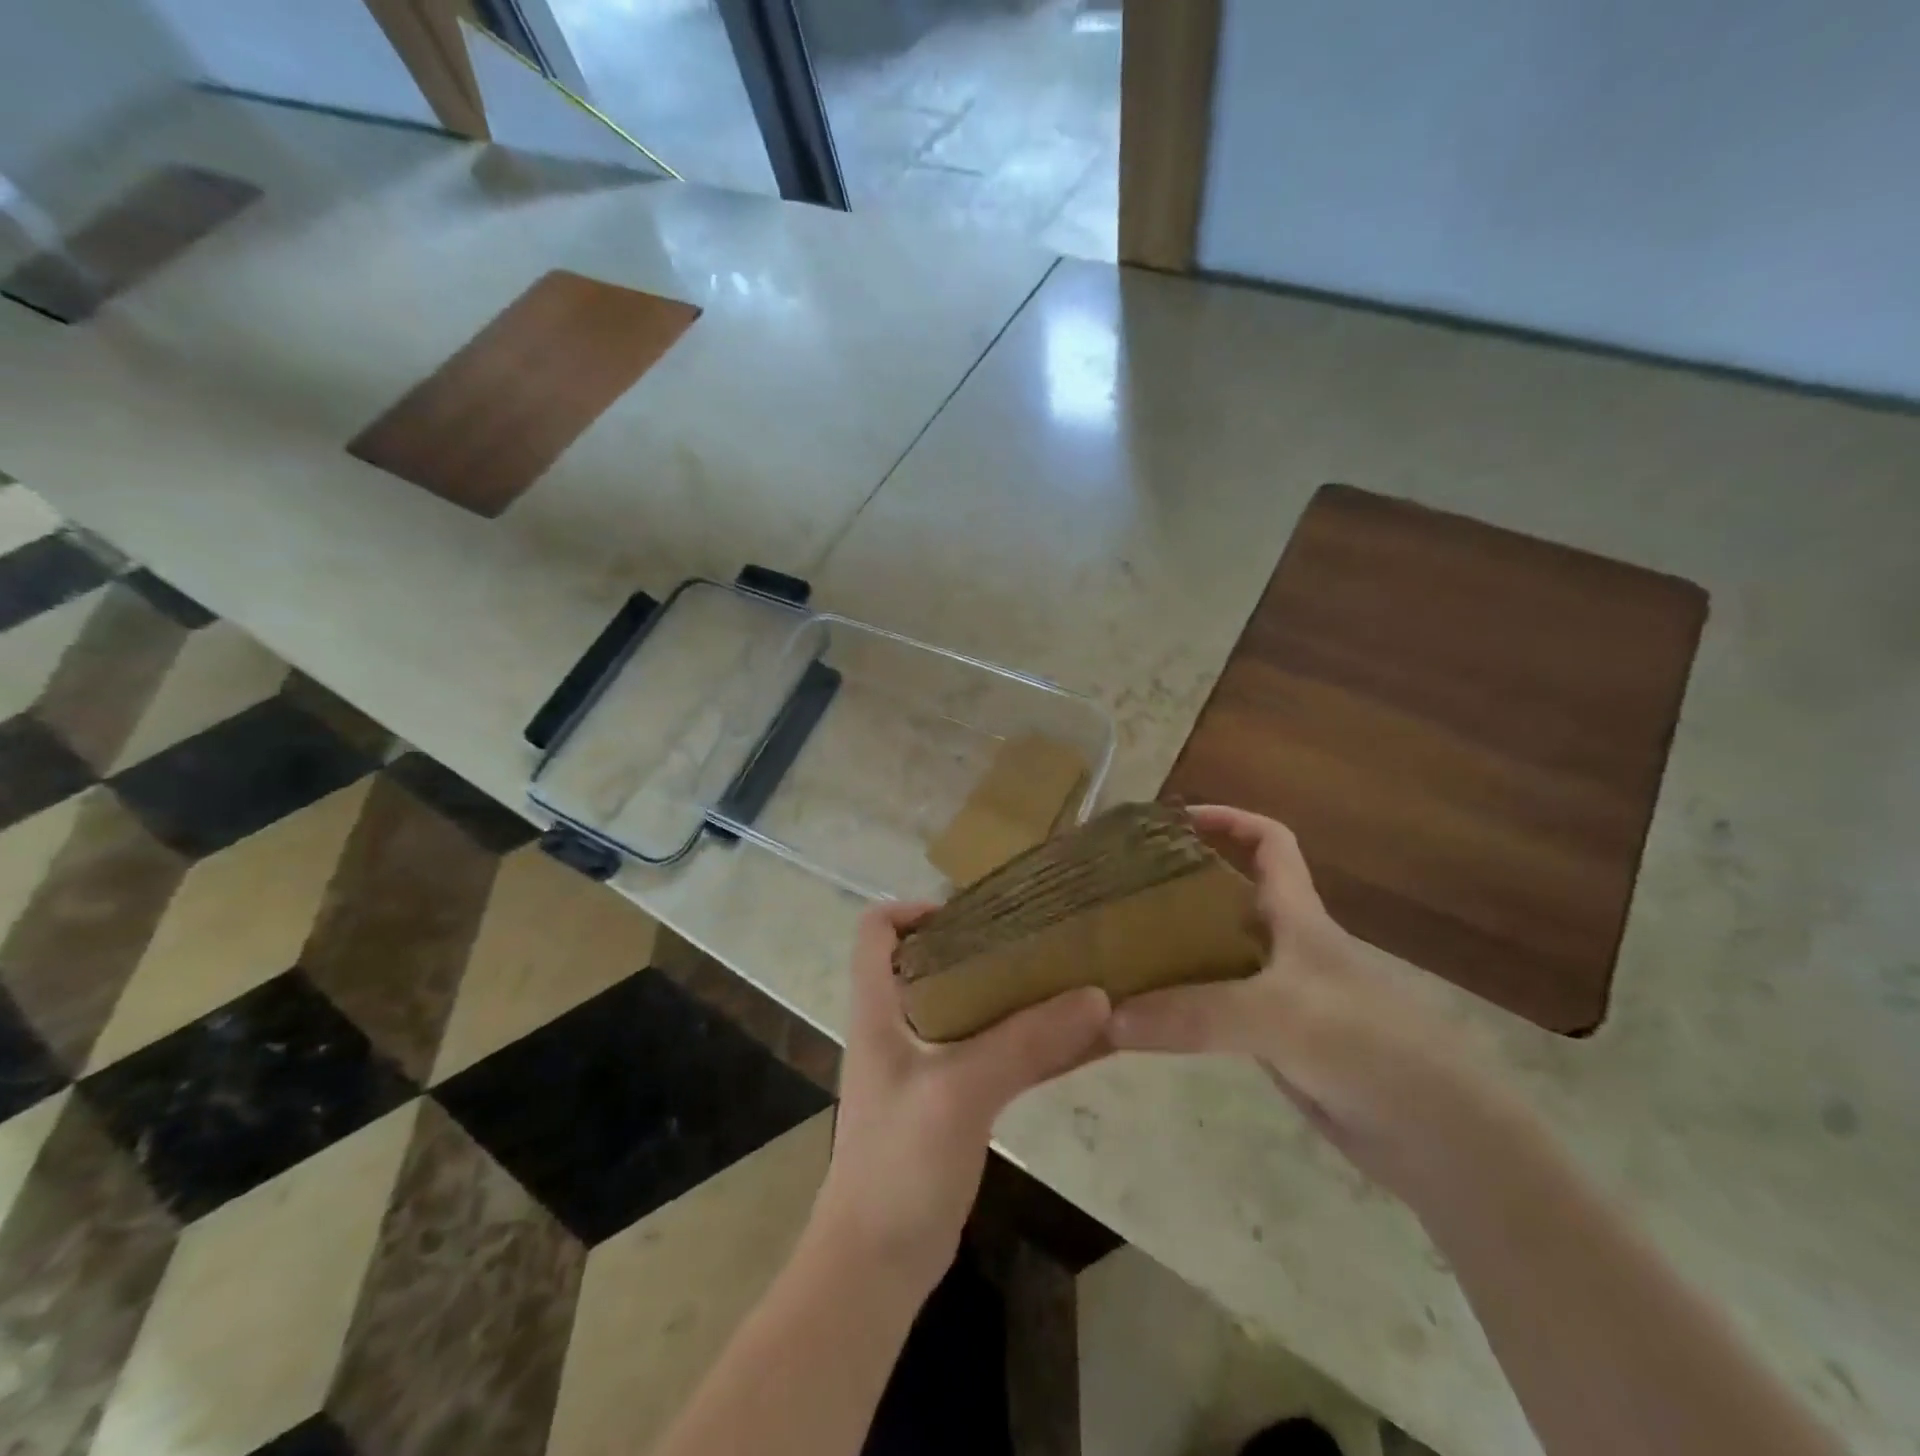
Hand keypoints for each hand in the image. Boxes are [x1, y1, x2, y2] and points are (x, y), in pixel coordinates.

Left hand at [810, 900, 1110, 1289]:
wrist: (878, 1266)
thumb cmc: (898, 1163)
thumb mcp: (961, 1092)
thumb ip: (1026, 1043)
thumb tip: (1098, 996)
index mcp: (880, 1009)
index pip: (877, 931)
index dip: (914, 908)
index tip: (974, 911)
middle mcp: (901, 1027)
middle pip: (936, 962)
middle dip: (985, 944)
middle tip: (1041, 936)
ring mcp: (929, 1066)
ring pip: (975, 1010)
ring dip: (1018, 994)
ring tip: (1072, 974)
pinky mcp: (955, 1102)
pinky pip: (999, 1056)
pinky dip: (1035, 1043)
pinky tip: (1084, 1039)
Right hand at [1109, 805, 1517, 1205]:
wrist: (1440, 1140)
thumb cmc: (1370, 1048)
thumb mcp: (1280, 1015)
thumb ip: (1195, 1013)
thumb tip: (1107, 1017)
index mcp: (1297, 914)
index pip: (1269, 842)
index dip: (1228, 820)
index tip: (1172, 820)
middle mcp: (1284, 944)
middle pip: (1225, 895)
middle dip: (1176, 883)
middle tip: (1116, 889)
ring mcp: (1277, 993)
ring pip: (1214, 952)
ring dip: (1170, 945)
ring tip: (1113, 944)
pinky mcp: (1271, 1039)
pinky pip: (1212, 1005)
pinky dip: (1178, 1000)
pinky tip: (1142, 1009)